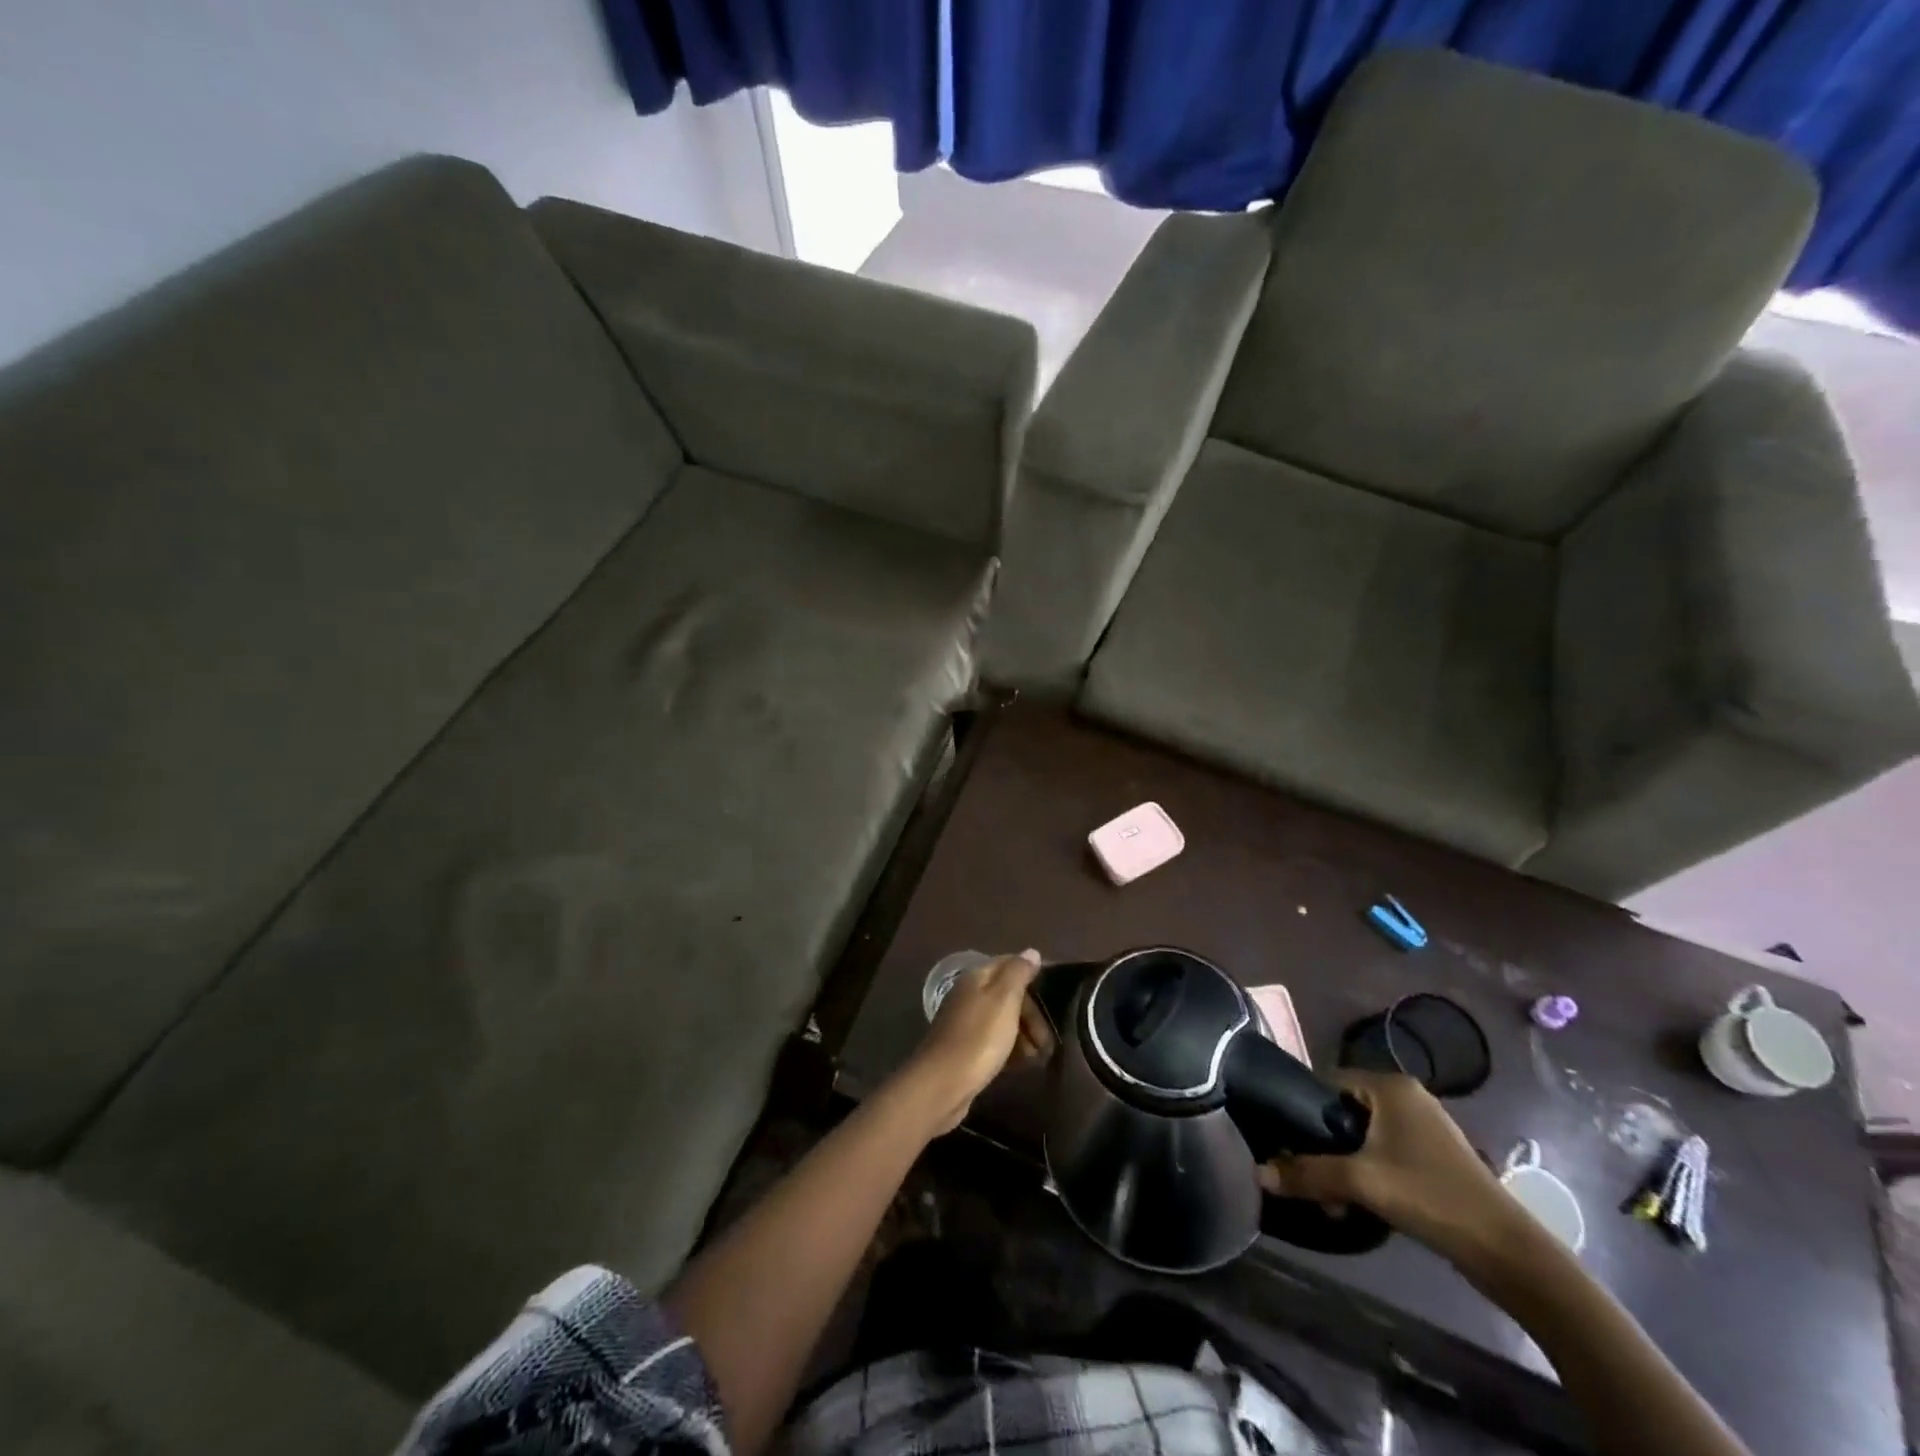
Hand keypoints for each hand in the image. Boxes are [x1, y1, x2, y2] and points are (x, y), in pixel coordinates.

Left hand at [902, 951, 1044, 1131]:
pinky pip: (993, 1042)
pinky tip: (1020, 1065)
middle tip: (1047, 1040)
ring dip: (1024, 1035)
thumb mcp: (1004, 1000)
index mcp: (976, 978)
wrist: (942, 1085)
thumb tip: (1031, 951)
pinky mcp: (964, 1049)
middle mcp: (968, 995)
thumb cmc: (978, 1039)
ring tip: (1039, 1056)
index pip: (1010, 964)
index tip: (1056, 999)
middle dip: (1031, 1015)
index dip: (1033, 977)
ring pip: (1002, 1020)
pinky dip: (1010, 1049)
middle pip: (1008, 995)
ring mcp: (964, 1023)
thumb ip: (1018, 973)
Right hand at [1258, 1070, 1524, 1268]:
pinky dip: (1368, 1171)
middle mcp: (1406, 1095)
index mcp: (1389, 1085)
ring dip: (1344, 1163)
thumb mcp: (1361, 1182)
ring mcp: (1424, 1125)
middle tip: (1308, 1176)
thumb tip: (1258, 1172)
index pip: (1326, 1081)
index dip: (1302, 1109)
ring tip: (1332, 1198)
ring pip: (1364, 1134)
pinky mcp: (1435, 1155)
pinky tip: (1360, 1202)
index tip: (1286, 1141)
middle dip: (1323, 1145)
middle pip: (1344, 1110)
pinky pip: (1385, 1150)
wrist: (1508, 1252)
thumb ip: (1308, 1173)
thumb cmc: (1431, 1196)